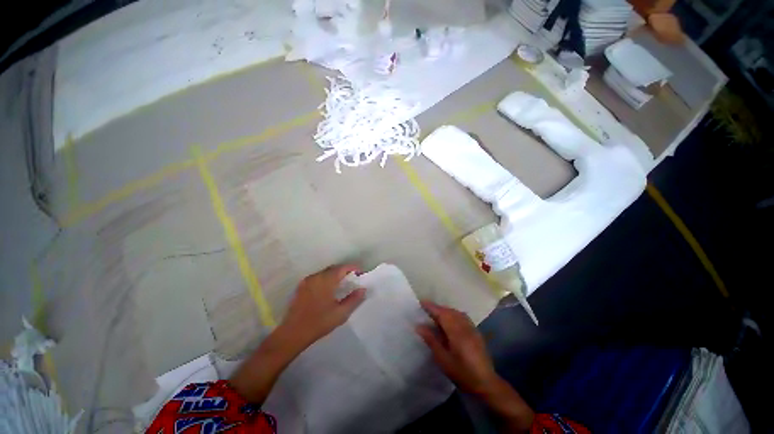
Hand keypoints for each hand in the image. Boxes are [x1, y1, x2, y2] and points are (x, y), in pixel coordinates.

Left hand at [280, 264, 365, 349]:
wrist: (293, 333)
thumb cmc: (319, 323)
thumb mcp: (341, 313)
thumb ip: (354, 300)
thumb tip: (363, 289)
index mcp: (326, 281)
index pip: (343, 268)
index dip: (353, 268)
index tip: (361, 273)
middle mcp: (316, 276)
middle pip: (334, 268)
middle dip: (345, 270)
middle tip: (353, 278)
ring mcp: (307, 281)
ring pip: (325, 272)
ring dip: (335, 274)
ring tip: (343, 283)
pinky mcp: (301, 286)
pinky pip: (317, 277)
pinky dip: (326, 278)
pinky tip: (328, 288)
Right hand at [416, 300, 534, 431]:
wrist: (486, 383)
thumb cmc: (462, 373)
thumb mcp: (443, 359)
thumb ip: (431, 340)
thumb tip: (419, 326)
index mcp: (456, 331)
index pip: (442, 314)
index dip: (431, 307)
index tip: (421, 302)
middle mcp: (465, 326)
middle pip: (449, 311)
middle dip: (438, 308)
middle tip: (426, 309)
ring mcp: (472, 328)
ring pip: (456, 313)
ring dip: (446, 311)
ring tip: (436, 315)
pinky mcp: (476, 332)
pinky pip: (462, 317)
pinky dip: (453, 315)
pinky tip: (449, 322)